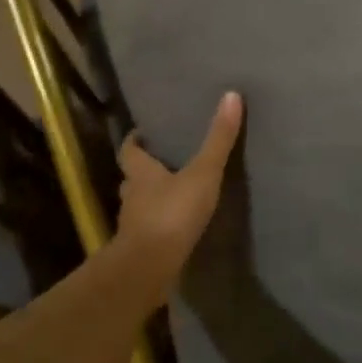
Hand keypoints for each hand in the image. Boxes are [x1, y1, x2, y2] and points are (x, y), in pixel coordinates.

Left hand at [114, 92, 243, 288]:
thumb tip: (231, 95)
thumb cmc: (172, 213)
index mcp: (141, 173)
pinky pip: (148, 231)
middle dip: (143, 171)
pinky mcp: (141, 249)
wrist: (149, 267)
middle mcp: (132, 196)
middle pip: (132, 178)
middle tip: (161, 162)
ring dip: (150, 199)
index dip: (134, 141)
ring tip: (171, 194)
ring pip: (138, 205)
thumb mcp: (202, 173)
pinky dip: (158, 226)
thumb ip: (218, 139)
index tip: (141, 133)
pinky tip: (174, 228)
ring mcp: (133, 225)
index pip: (129, 151)